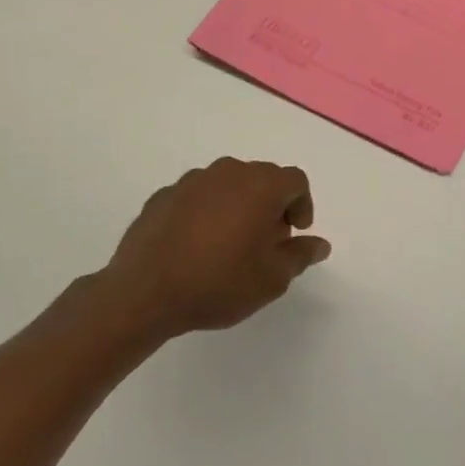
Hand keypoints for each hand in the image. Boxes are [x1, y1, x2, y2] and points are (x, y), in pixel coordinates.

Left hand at [97, 157, 330, 343]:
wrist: (144, 293)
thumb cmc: (220, 283)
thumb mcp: (273, 278)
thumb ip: (301, 255)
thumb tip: (320, 244)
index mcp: (262, 185)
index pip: (296, 181)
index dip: (302, 206)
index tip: (294, 234)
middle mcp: (229, 172)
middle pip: (262, 179)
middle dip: (271, 205)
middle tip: (266, 242)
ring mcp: (192, 181)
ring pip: (228, 185)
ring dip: (237, 206)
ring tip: (230, 244)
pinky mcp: (163, 196)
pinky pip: (197, 198)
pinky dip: (205, 213)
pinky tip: (196, 246)